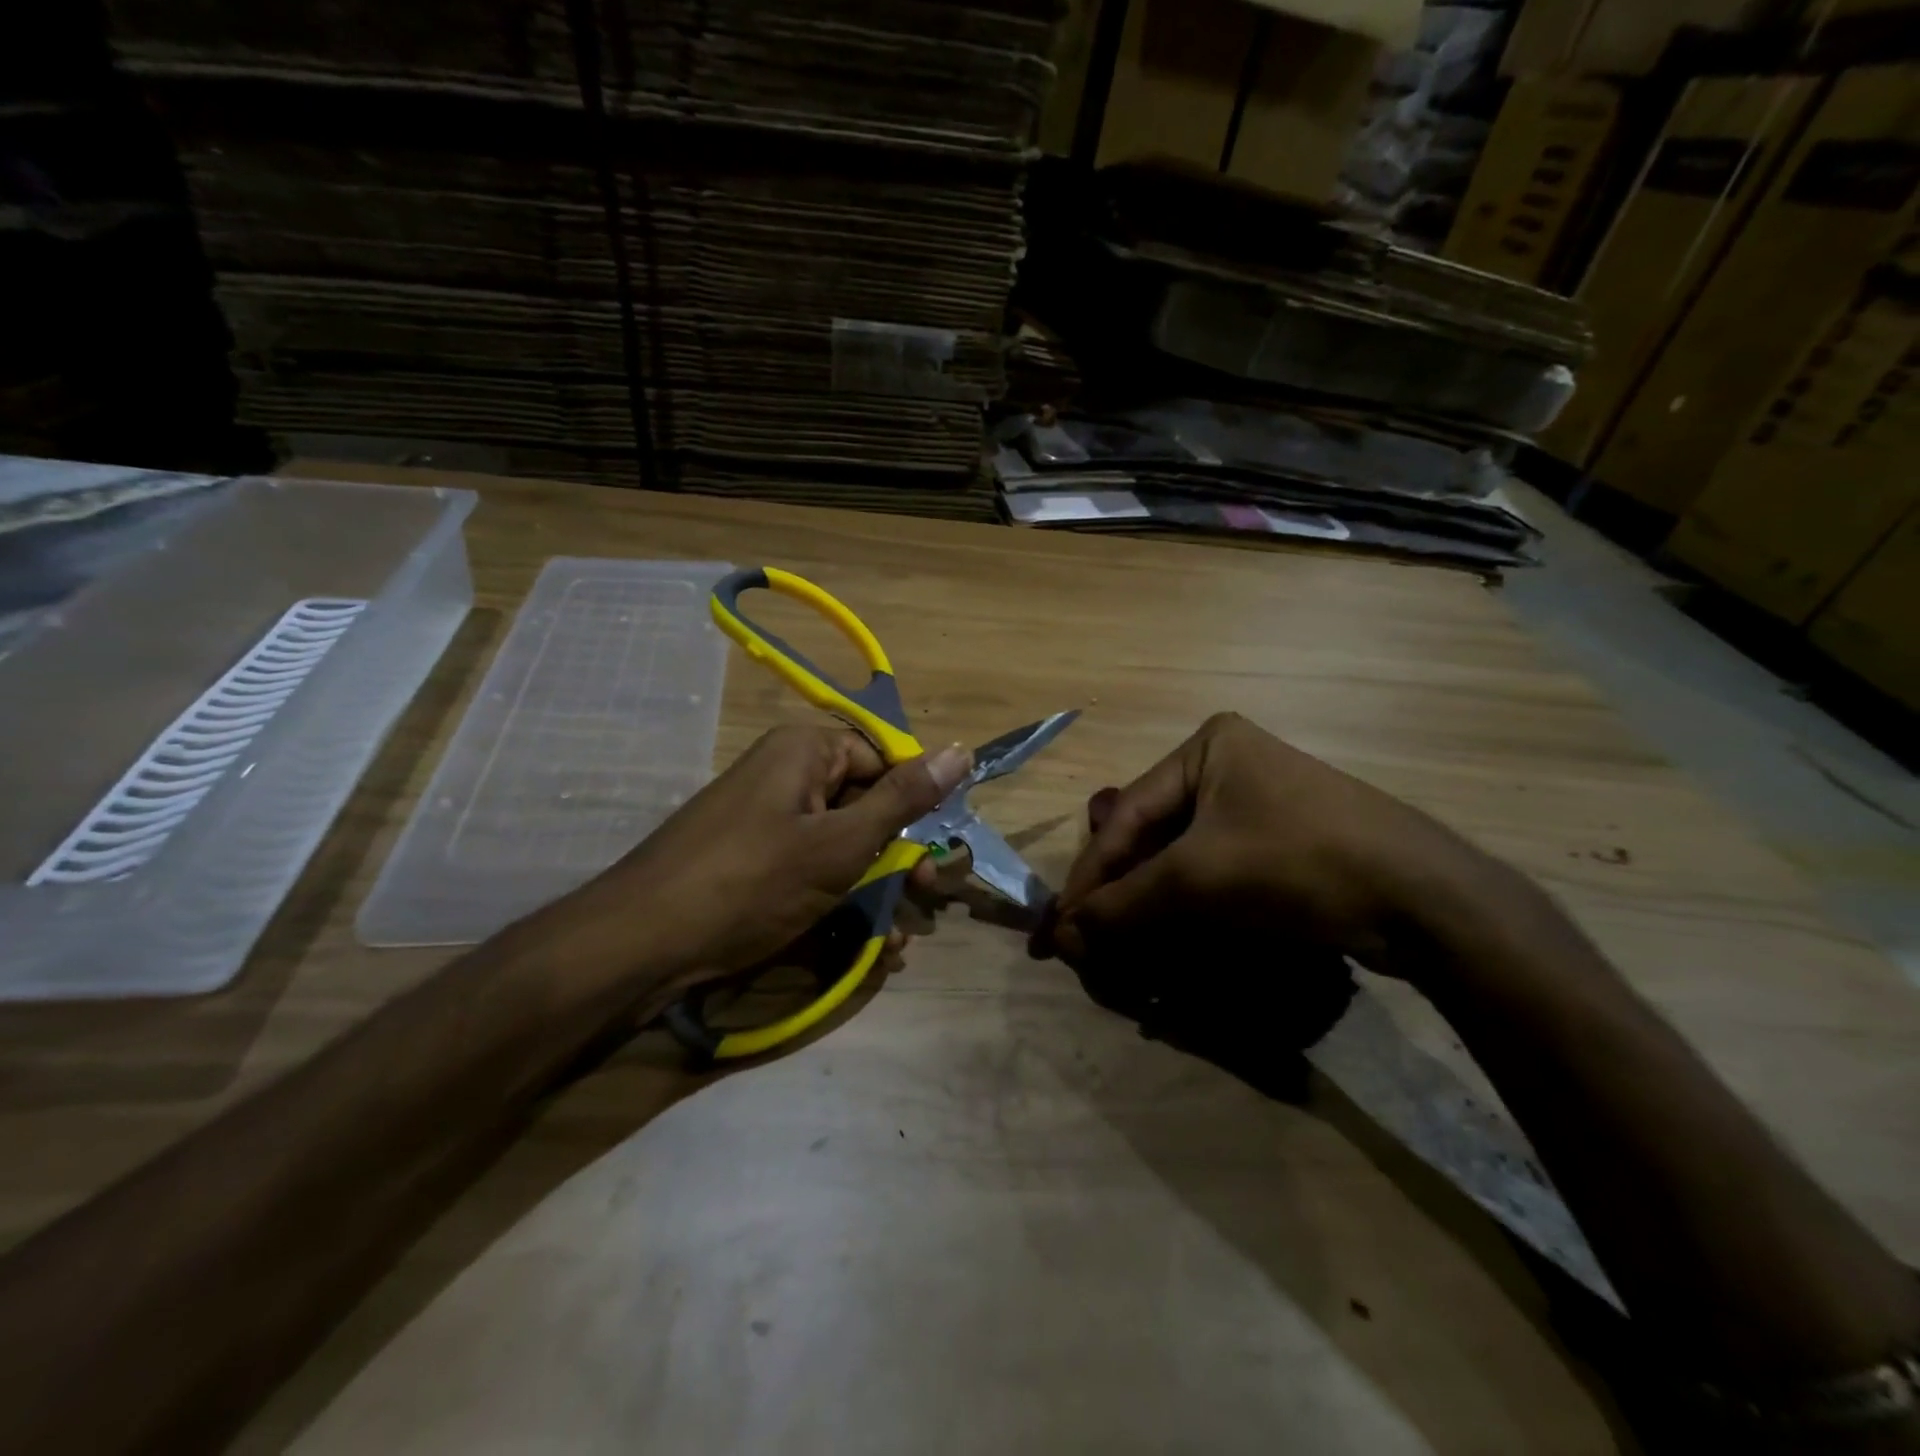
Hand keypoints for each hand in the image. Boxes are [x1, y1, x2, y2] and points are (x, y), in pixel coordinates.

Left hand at [552, 725, 969, 998]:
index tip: (939, 853)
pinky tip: (863, 944)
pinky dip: (838, 901)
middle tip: (926, 900)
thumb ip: (904, 799)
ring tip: (896, 940)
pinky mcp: (751, 860)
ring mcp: (765, 819)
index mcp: (805, 751)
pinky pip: (809, 869)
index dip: (916, 806)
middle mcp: (785, 775)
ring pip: (841, 846)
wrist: (642, 942)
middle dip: (900, 859)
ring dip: (876, 890)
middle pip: (864, 805)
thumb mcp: (841, 843)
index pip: (883, 760)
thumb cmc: (753, 881)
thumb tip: (962, 750)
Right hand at [1049, 712, 1501, 979]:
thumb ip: (1123, 906)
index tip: (1061, 927)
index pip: (1127, 815)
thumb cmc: (1298, 863)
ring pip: (1183, 859)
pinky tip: (1174, 941)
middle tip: (1092, 939)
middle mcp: (1230, 765)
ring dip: (1152, 907)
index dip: (1091, 875)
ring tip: (1125, 948)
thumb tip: (1062, 938)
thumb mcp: (1197, 881)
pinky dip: (1191, 909)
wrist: (1428, 901)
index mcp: (1207, 746)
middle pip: (1153, 837)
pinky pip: (1218, 873)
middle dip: (1122, 893)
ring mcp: (1262, 804)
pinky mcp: (1286, 843)